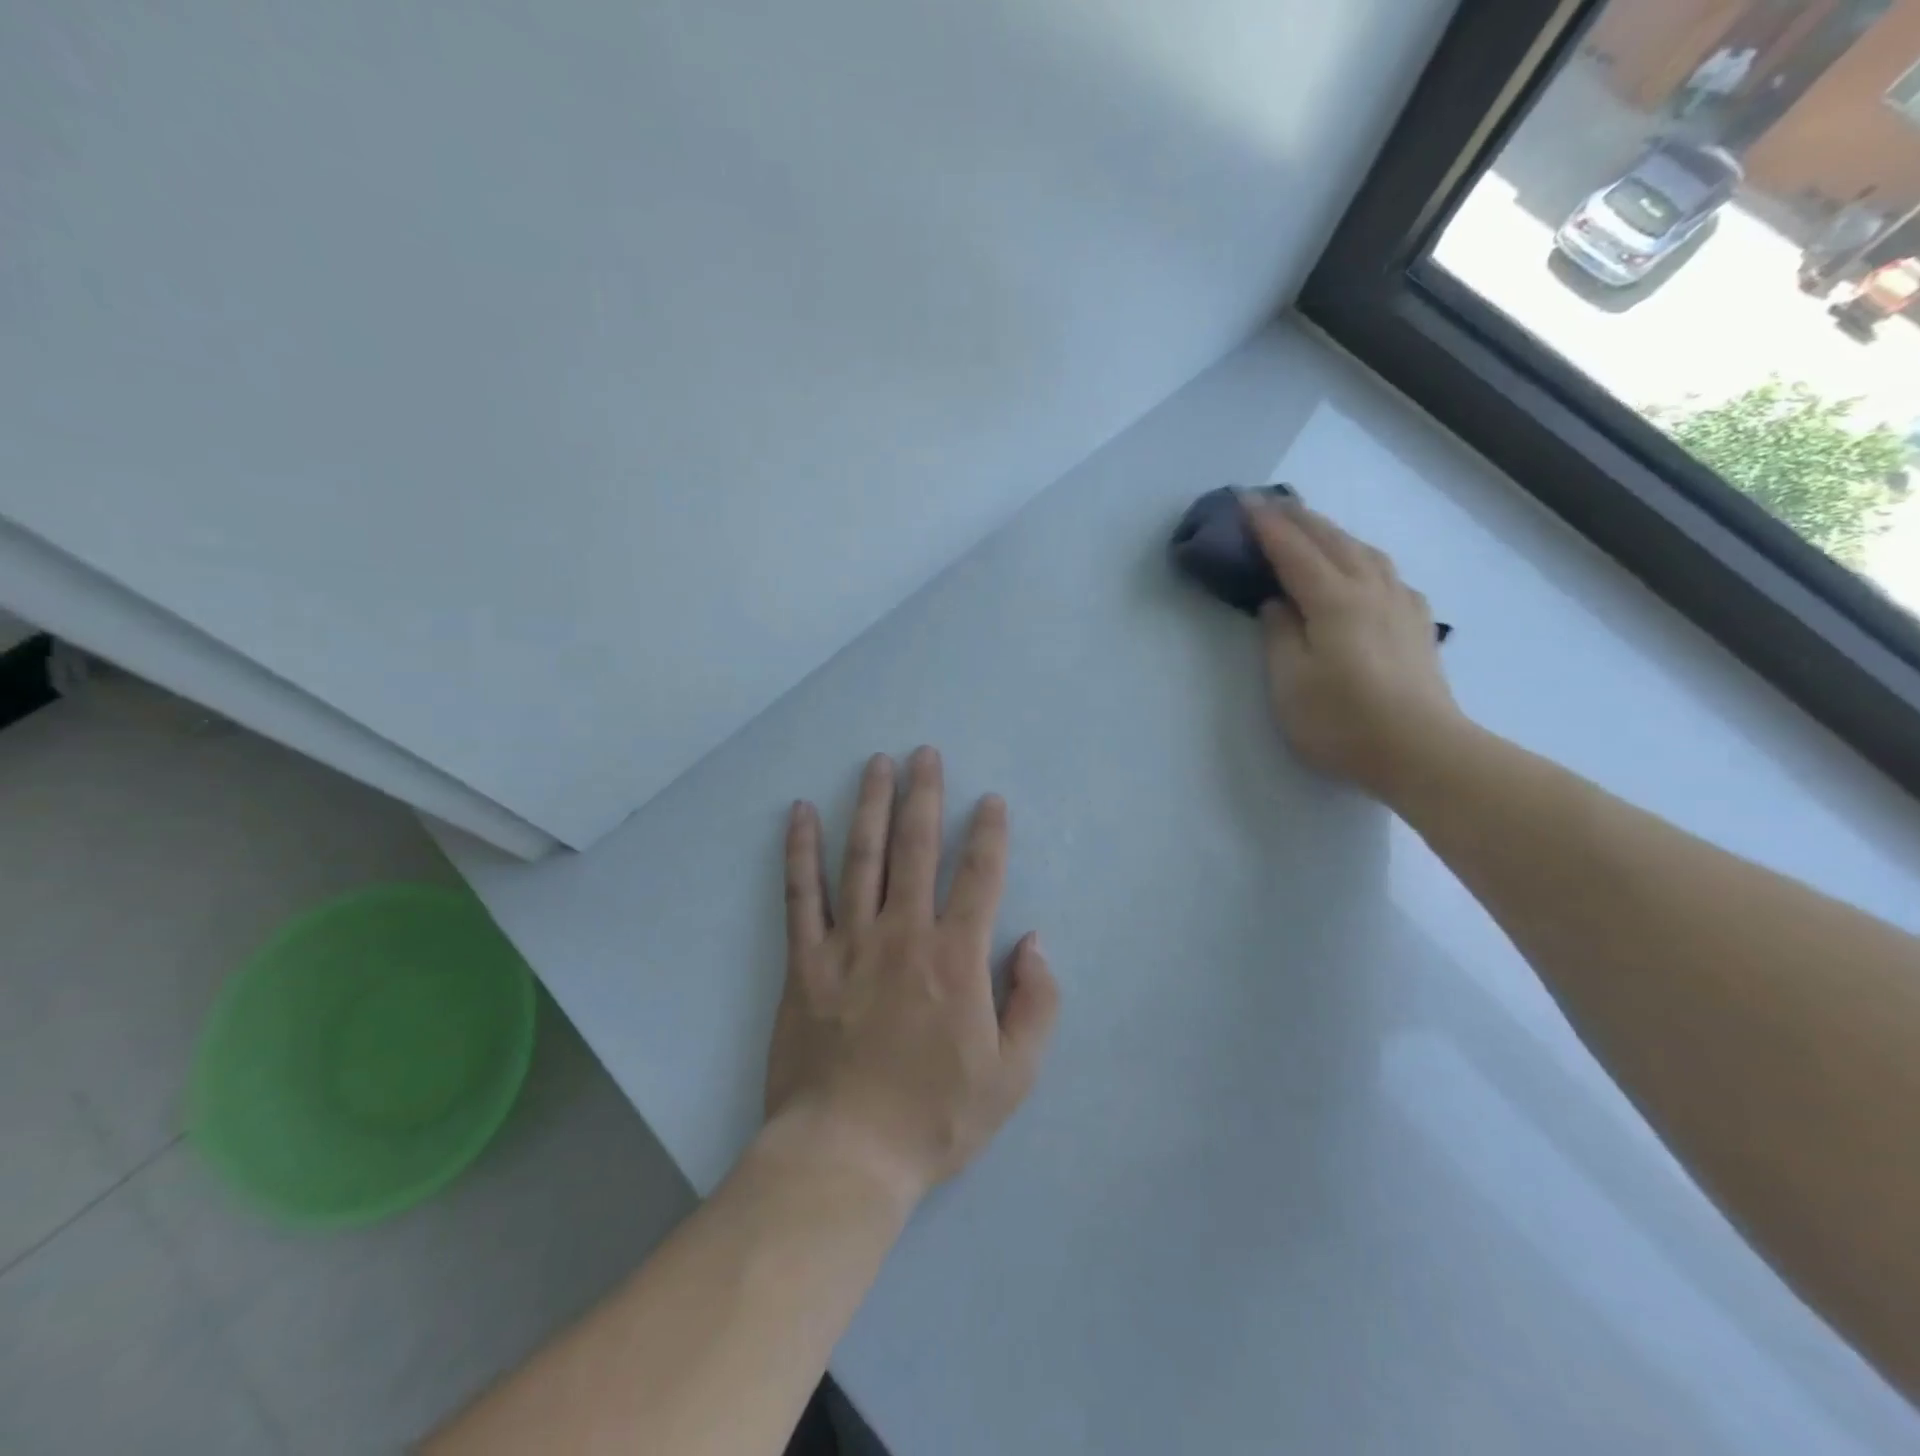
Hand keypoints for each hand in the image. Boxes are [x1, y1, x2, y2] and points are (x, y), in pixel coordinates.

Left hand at [764, 748, 1059, 1210]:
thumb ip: (1035, 1004)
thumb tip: (1034, 942)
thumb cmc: (934, 1117)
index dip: (988, 833)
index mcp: (955, 958)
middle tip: (925, 754)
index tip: (990, 800)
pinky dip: (801, 850)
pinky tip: (800, 813)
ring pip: (861, 857)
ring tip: (876, 764)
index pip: (979, 877)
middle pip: (915, 848)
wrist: (845, 1155)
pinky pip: (801, 894)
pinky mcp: (805, 961)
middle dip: (924, 795)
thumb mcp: (1012, 1076)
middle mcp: (902, 934)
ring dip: (870, 805)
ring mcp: (848, 943)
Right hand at [1244, 493, 1465, 800]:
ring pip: (1364, 551)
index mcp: (1334, 600)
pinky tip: (1362, 568)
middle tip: (1270, 503)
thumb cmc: (1342, 721)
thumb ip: (1279, 635)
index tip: (1243, 500)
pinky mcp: (1416, 624)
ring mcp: (1400, 604)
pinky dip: (1362, 557)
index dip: (1266, 525)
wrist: (1422, 750)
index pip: (1293, 551)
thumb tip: (1277, 603)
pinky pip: (1385, 572)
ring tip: (1312, 528)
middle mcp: (1370, 589)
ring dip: (1333, 532)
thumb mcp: (1290, 683)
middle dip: (1299, 518)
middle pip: (1332, 540)